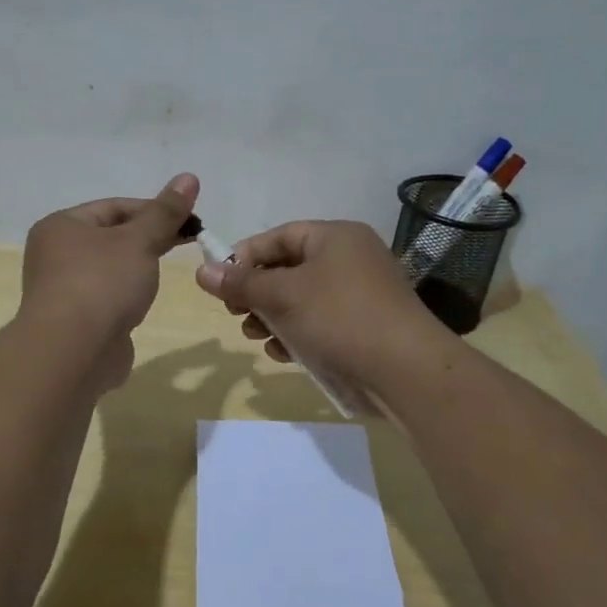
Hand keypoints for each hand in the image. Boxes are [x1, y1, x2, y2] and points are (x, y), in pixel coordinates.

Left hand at [20, 174, 199, 388]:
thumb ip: (165, 212)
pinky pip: (106, 297)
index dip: (155, 209)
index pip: (114, 206)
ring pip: (109, 268)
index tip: (191, 221)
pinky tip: (143, 301)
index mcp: (61, 226)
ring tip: (166, 270)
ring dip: (138, 267)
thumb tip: (189, 177)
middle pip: (111, 236)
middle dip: (149, 237)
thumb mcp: (140, 241)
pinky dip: (126, 295)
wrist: (73, 353)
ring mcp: (62, 290)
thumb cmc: (102, 284)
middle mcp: (55, 254)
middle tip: (189, 241)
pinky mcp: (75, 321)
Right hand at [193, 219, 453, 386]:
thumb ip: (240, 283)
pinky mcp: (364, 327)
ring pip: (301, 300)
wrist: (405, 371)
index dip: (245, 257)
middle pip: (288, 269)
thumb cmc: (339, 318)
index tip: (220, 283)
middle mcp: (350, 259)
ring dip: (272, 318)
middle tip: (236, 315)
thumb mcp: (282, 296)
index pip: (279, 236)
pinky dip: (297, 334)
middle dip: (257, 293)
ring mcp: (360, 294)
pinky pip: (320, 323)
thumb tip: (201, 270)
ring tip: (256, 337)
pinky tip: (283, 354)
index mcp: (335, 237)